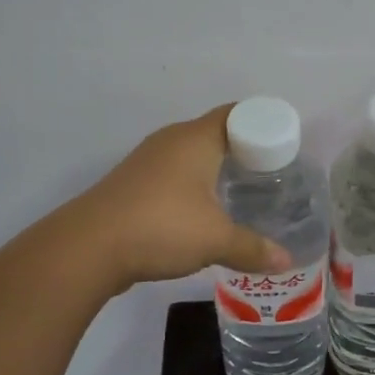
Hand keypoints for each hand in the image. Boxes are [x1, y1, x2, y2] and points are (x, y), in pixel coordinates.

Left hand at [68, 106, 292, 292]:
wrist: (88, 247)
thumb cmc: (161, 227)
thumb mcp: (215, 240)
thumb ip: (253, 248)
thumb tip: (286, 260)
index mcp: (195, 139)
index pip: (237, 114)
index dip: (263, 125)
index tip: (283, 147)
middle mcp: (171, 141)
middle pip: (215, 133)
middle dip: (243, 150)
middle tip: (270, 173)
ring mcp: (147, 161)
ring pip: (191, 155)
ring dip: (215, 170)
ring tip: (242, 192)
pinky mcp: (132, 184)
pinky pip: (173, 175)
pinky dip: (193, 186)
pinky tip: (203, 211)